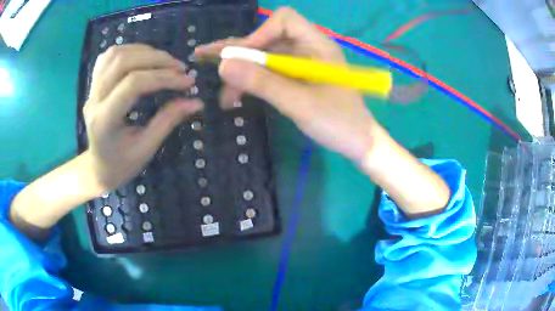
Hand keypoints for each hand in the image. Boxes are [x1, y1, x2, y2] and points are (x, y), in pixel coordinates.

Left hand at [84, 44, 202, 191]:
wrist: (98, 168)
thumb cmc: (122, 165)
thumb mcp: (146, 148)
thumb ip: (169, 120)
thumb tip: (196, 101)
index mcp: (105, 120)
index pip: (133, 84)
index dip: (164, 77)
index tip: (188, 81)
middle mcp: (94, 100)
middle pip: (123, 62)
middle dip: (156, 59)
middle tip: (180, 67)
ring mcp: (91, 90)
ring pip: (115, 54)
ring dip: (143, 51)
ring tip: (164, 61)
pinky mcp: (93, 84)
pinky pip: (108, 57)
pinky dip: (129, 50)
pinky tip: (143, 57)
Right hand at [196, 8, 450, 216]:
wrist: (359, 144)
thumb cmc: (339, 123)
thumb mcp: (300, 104)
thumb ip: (263, 83)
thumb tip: (223, 65)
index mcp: (317, 45)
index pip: (284, 20)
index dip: (259, 33)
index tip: (240, 57)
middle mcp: (308, 49)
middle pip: (268, 39)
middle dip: (238, 52)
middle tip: (203, 58)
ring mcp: (302, 65)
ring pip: (265, 58)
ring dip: (242, 73)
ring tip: (223, 95)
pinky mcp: (298, 79)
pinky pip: (270, 73)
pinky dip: (253, 82)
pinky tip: (237, 96)